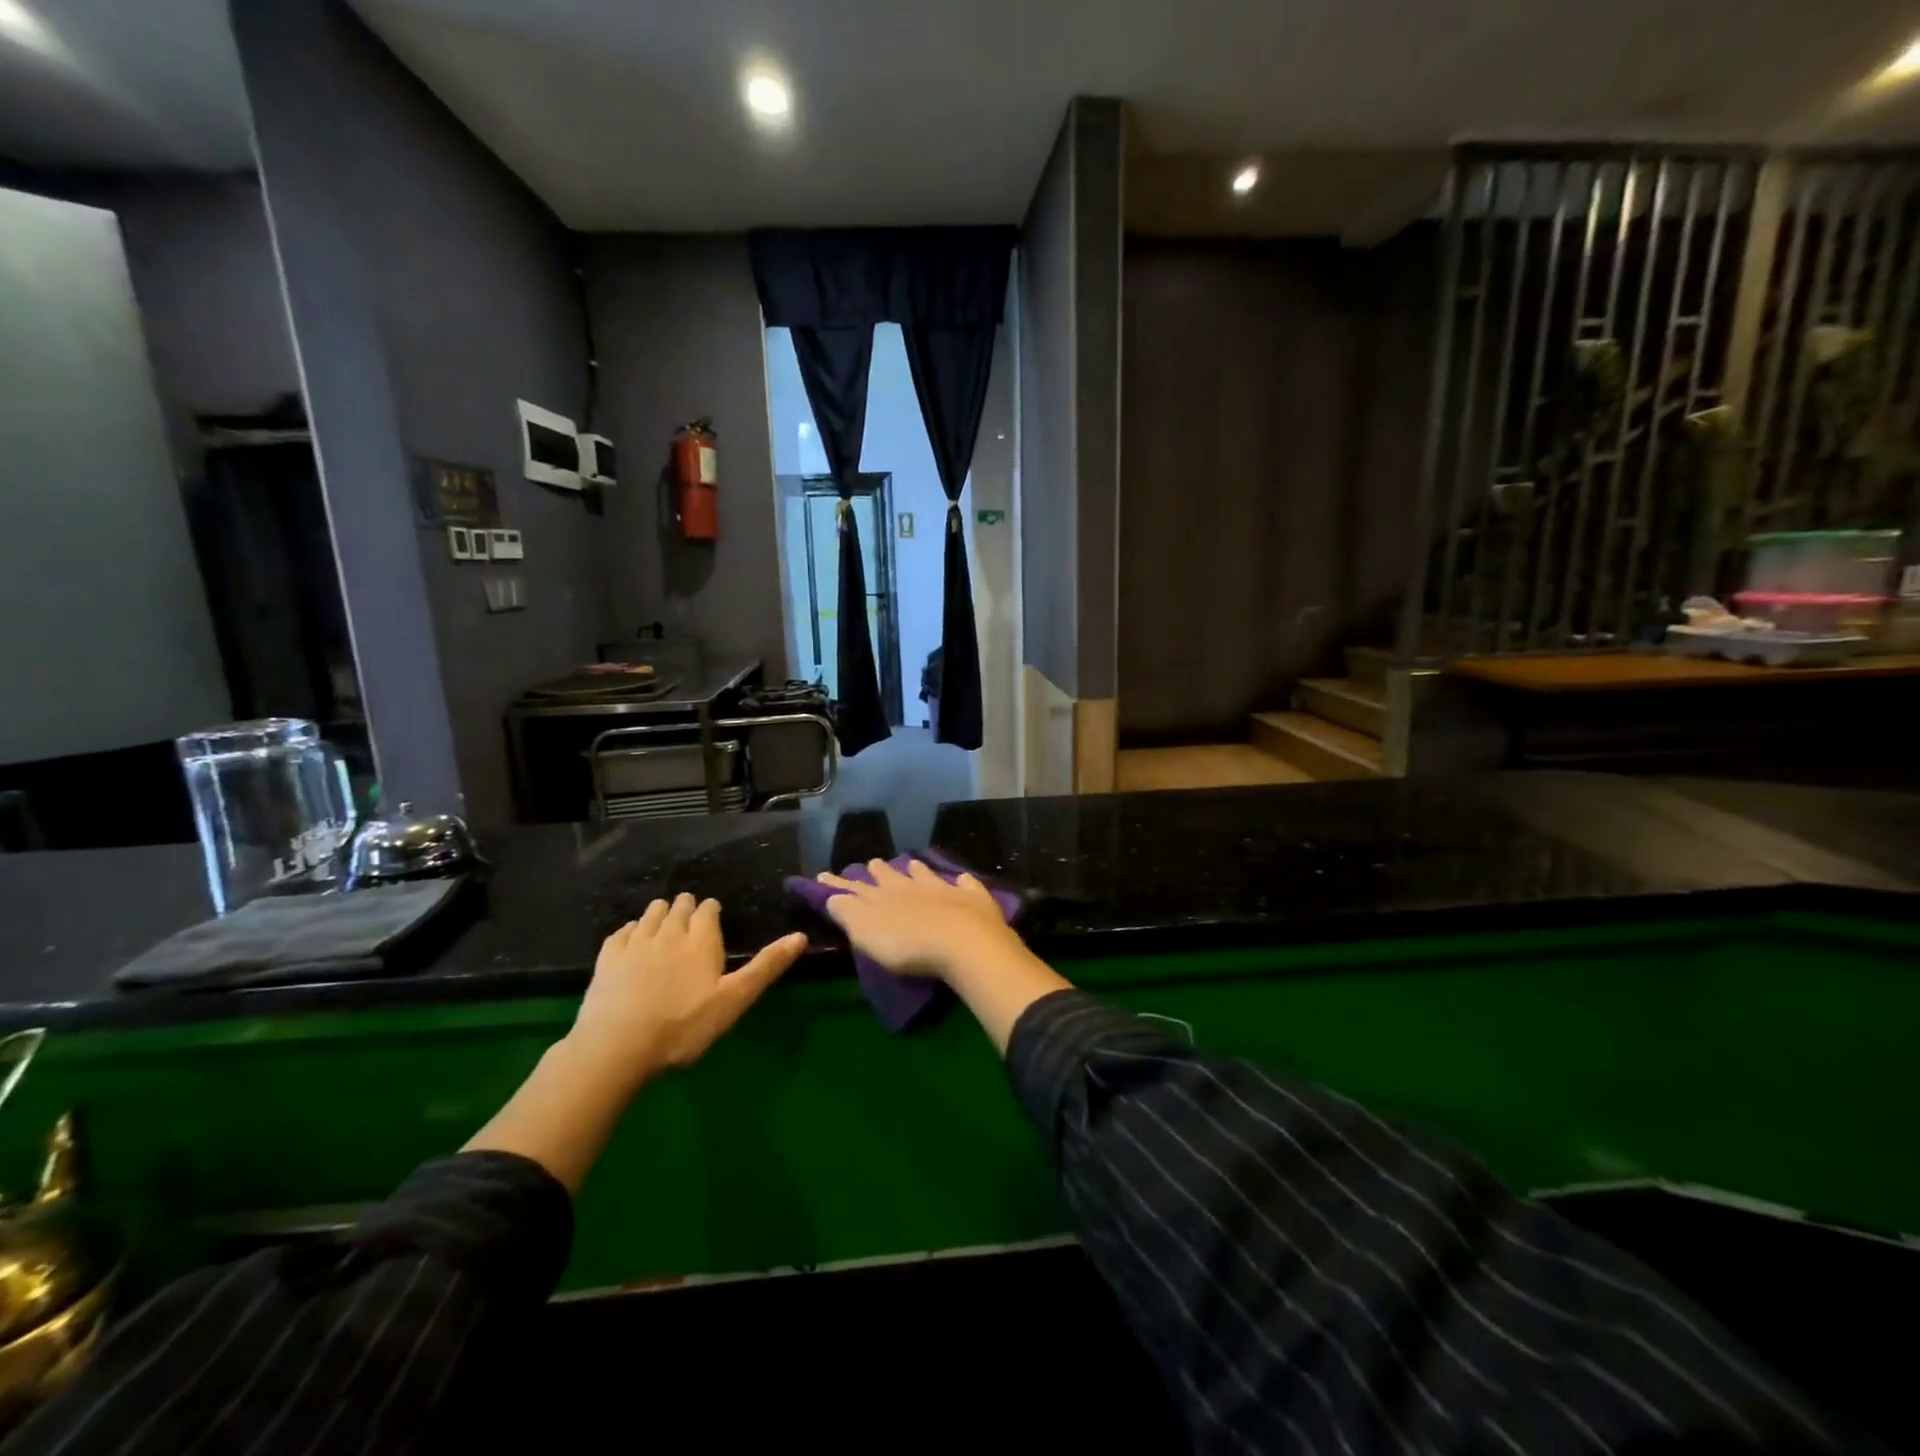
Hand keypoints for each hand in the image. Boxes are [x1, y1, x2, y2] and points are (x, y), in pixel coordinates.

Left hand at [567, 894, 806, 1085]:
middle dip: (686, 908)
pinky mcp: (607, 958)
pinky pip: (622, 932)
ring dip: (660, 915)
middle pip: (679, 906)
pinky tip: (632, 942)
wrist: (617, 1047)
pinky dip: (631, 931)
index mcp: (701, 938)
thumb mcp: (734, 999)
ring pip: (651, 914)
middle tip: (691, 922)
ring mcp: (635, 942)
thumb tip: (800, 936)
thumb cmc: (684, 1025)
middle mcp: (669, 931)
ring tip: (665, 926)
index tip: (713, 917)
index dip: (711, 911)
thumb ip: (766, 966)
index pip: (708, 908)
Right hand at [817, 859, 1023, 980]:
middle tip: (873, 864)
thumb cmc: (906, 944)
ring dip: (917, 870)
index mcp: (881, 896)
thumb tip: (833, 897)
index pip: (854, 888)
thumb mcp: (866, 933)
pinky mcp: (972, 897)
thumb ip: (849, 913)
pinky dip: (962, 881)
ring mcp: (943, 889)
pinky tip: (962, 879)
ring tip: (912, 863)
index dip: (838, 883)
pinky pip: (966, 884)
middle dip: (879, 870)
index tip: (824, 875)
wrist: (961, 940)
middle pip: (890, 875)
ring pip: (925, 874)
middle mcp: (910, 886)